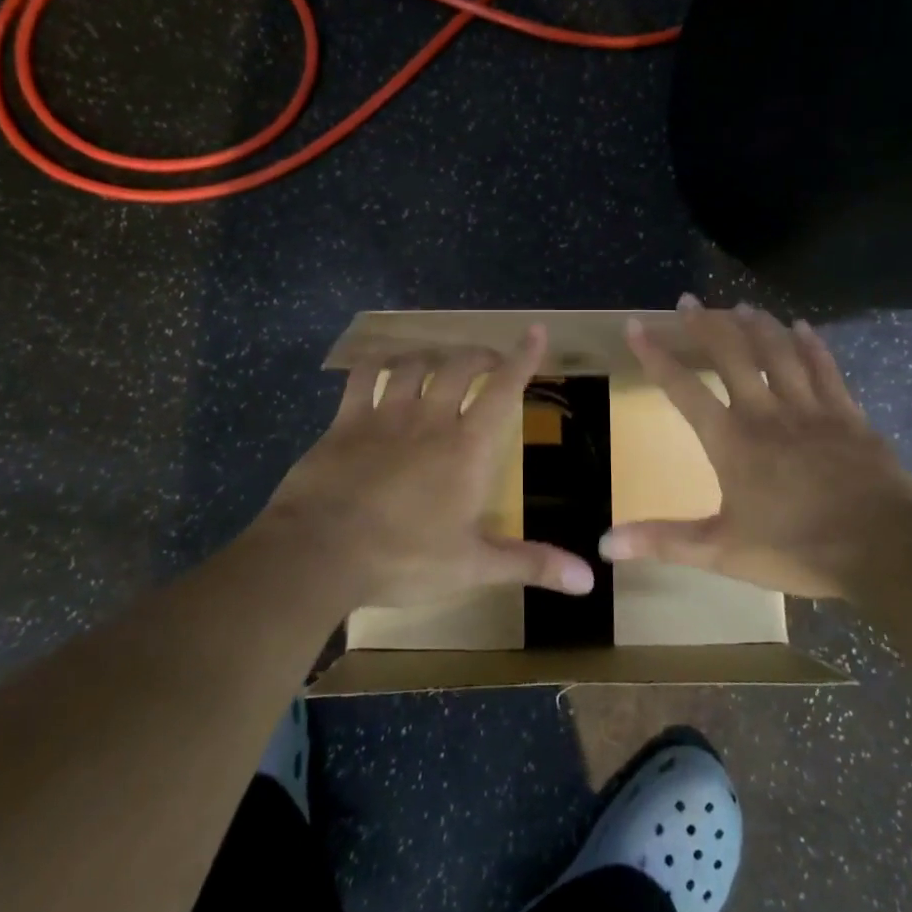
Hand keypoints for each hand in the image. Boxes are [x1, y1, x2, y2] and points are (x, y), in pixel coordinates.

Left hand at [252, 325, 594, 608]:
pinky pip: (364, 376)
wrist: (320, 553)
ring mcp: (385, 415)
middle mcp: (431, 418)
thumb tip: (590, 580)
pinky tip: (382, 364)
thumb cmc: (404, 558)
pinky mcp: (346, 420)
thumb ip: (531, 564)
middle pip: (460, 366)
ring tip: (441, 361)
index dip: (523, 358)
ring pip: (415, 364)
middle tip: (489, 361)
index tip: (534, 331)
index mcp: (467, 447)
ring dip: (433, 356)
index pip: (503, 390)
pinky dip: (377, 363)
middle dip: (480, 355)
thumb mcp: (473, 567)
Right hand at [600, 299, 911, 596]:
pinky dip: (812, 345)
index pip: (682, 388)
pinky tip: (803, 327)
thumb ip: (664, 541)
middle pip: (730, 356)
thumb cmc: (798, 548)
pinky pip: (825, 368)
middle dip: (706, 326)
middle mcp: (766, 412)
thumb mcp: (722, 551)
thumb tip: (605, 543)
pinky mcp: (848, 414)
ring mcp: (810, 409)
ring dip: (757, 327)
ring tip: (740, 306)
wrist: (884, 548)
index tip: (636, 325)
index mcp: (731, 440)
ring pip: (778, 353)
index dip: (655, 355)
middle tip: (689, 300)